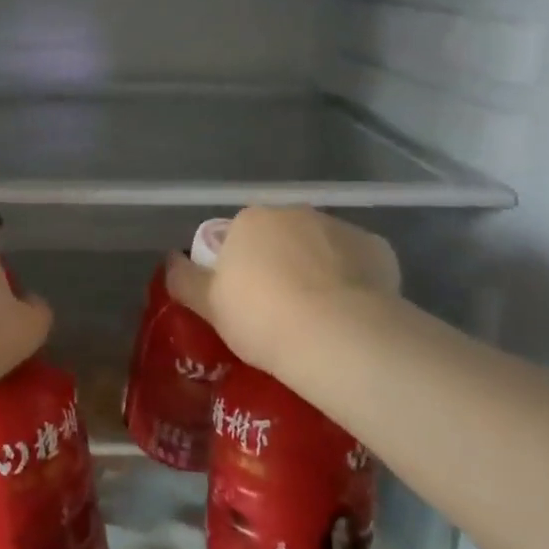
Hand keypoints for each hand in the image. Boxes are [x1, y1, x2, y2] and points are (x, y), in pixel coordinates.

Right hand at [166, 207, 400, 382]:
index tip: (246, 302)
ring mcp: (340, 227)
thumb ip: (185, 279)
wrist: (338, 336)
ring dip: (318, 270)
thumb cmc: (262, 318)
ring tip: (320, 317)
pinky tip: (352, 313)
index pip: (239, 237)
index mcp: (251, 221)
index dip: (241, 269)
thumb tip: (170, 259)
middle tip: (281, 310)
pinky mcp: (377, 248)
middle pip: (282, 237)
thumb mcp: (209, 306)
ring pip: (321, 248)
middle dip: (281, 264)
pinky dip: (353, 281)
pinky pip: (357, 263)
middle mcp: (295, 213)